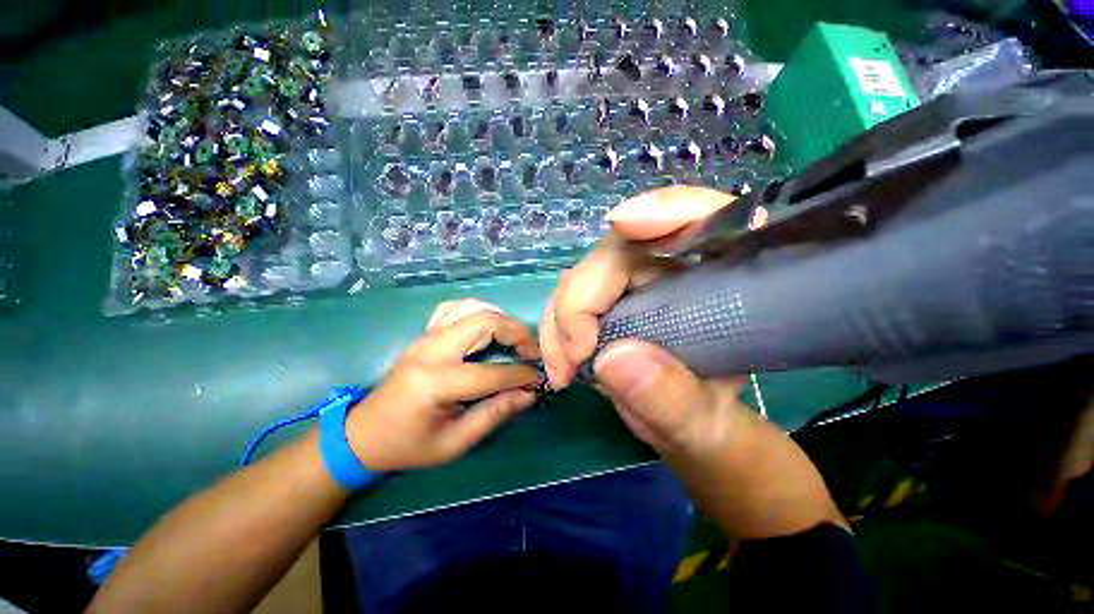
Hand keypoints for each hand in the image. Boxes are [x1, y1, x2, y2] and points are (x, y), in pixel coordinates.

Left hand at [347, 299, 540, 471]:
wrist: (363, 433)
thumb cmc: (408, 445)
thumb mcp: (454, 443)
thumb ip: (495, 414)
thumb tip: (529, 394)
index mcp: (436, 382)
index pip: (493, 372)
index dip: (522, 375)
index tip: (540, 379)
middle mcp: (432, 350)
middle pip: (485, 322)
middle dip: (517, 333)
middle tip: (532, 352)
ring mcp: (426, 337)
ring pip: (473, 308)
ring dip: (501, 320)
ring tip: (515, 340)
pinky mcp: (425, 334)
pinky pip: (456, 309)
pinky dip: (478, 312)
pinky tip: (487, 328)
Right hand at [540, 186, 753, 452]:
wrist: (687, 430)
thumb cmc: (709, 422)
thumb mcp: (705, 423)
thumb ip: (674, 398)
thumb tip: (613, 358)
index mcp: (722, 283)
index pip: (707, 218)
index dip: (668, 210)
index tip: (624, 223)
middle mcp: (674, 271)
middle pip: (619, 251)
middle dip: (583, 297)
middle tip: (573, 357)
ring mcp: (634, 283)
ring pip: (585, 275)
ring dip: (562, 319)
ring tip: (563, 370)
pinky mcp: (607, 301)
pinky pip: (570, 299)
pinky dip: (557, 329)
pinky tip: (561, 363)